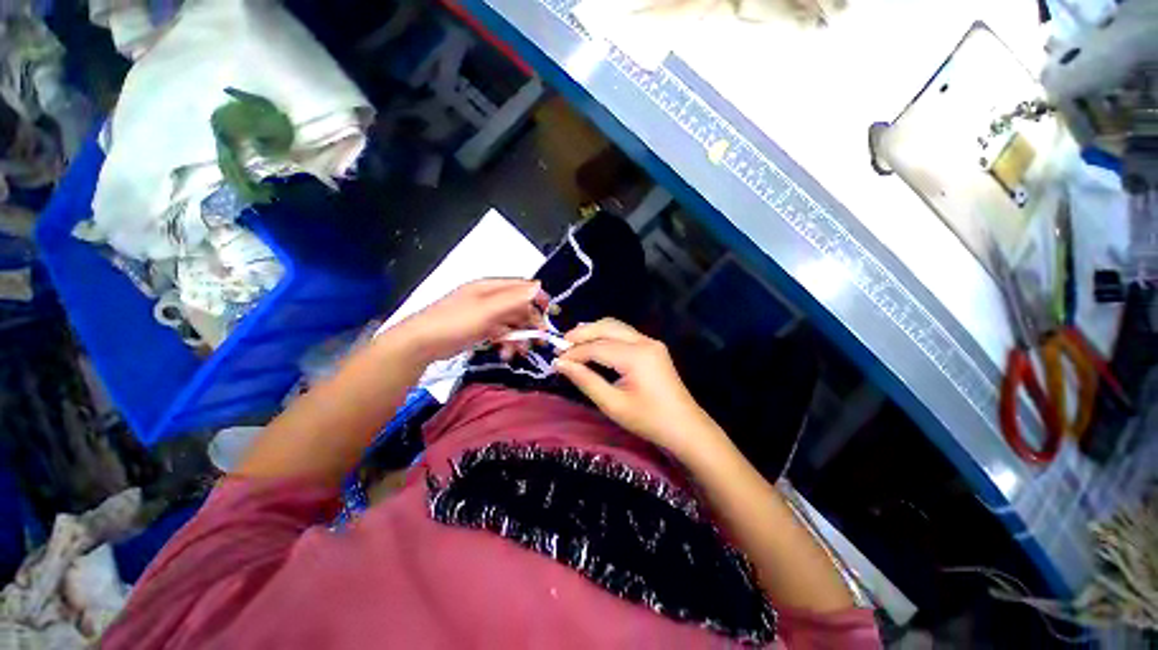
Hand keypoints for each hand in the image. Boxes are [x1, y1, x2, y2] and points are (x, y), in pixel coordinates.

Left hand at [391, 279, 547, 362]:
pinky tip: (506, 354)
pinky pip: (501, 334)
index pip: (522, 287)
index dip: (538, 298)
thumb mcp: (487, 310)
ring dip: (519, 337)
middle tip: (538, 341)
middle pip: (519, 307)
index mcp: (491, 287)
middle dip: (530, 323)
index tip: (550, 313)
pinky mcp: (480, 329)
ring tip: (519, 353)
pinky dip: (506, 343)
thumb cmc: (456, 322)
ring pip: (512, 323)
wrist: (421, 344)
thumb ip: (514, 299)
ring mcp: (485, 314)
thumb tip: (539, 286)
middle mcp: (490, 298)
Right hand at [554, 318, 719, 457]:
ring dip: (594, 331)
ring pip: (616, 326)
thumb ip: (586, 380)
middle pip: (607, 327)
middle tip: (561, 345)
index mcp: (636, 356)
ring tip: (574, 343)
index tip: (556, 360)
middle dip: (582, 333)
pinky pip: (624, 333)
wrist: (685, 426)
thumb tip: (561, 364)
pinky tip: (595, 345)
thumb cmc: (648, 420)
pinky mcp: (653, 346)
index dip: (574, 352)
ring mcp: (651, 342)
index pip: (597, 347)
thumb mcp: (613, 404)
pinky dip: (606, 336)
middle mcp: (644, 341)